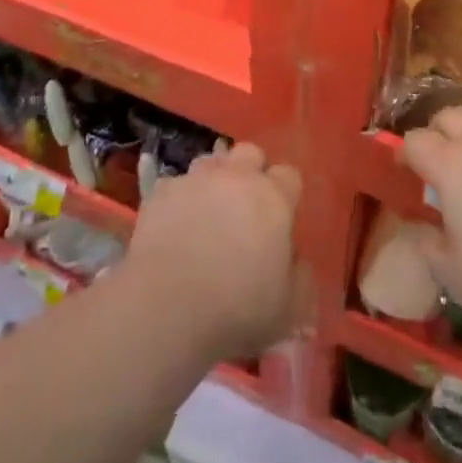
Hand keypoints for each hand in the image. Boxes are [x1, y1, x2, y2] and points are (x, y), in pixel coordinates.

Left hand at [122, 142, 301, 359]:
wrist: (168, 306)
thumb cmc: (238, 309)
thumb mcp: (289, 309)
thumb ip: (300, 277)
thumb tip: (294, 259)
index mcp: (273, 198)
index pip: (289, 175)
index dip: (286, 194)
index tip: (281, 218)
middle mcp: (236, 177)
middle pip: (250, 153)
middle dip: (251, 172)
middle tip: (246, 207)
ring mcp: (196, 179)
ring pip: (211, 162)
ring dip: (214, 180)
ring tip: (209, 211)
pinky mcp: (161, 191)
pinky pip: (176, 185)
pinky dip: (179, 199)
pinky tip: (175, 225)